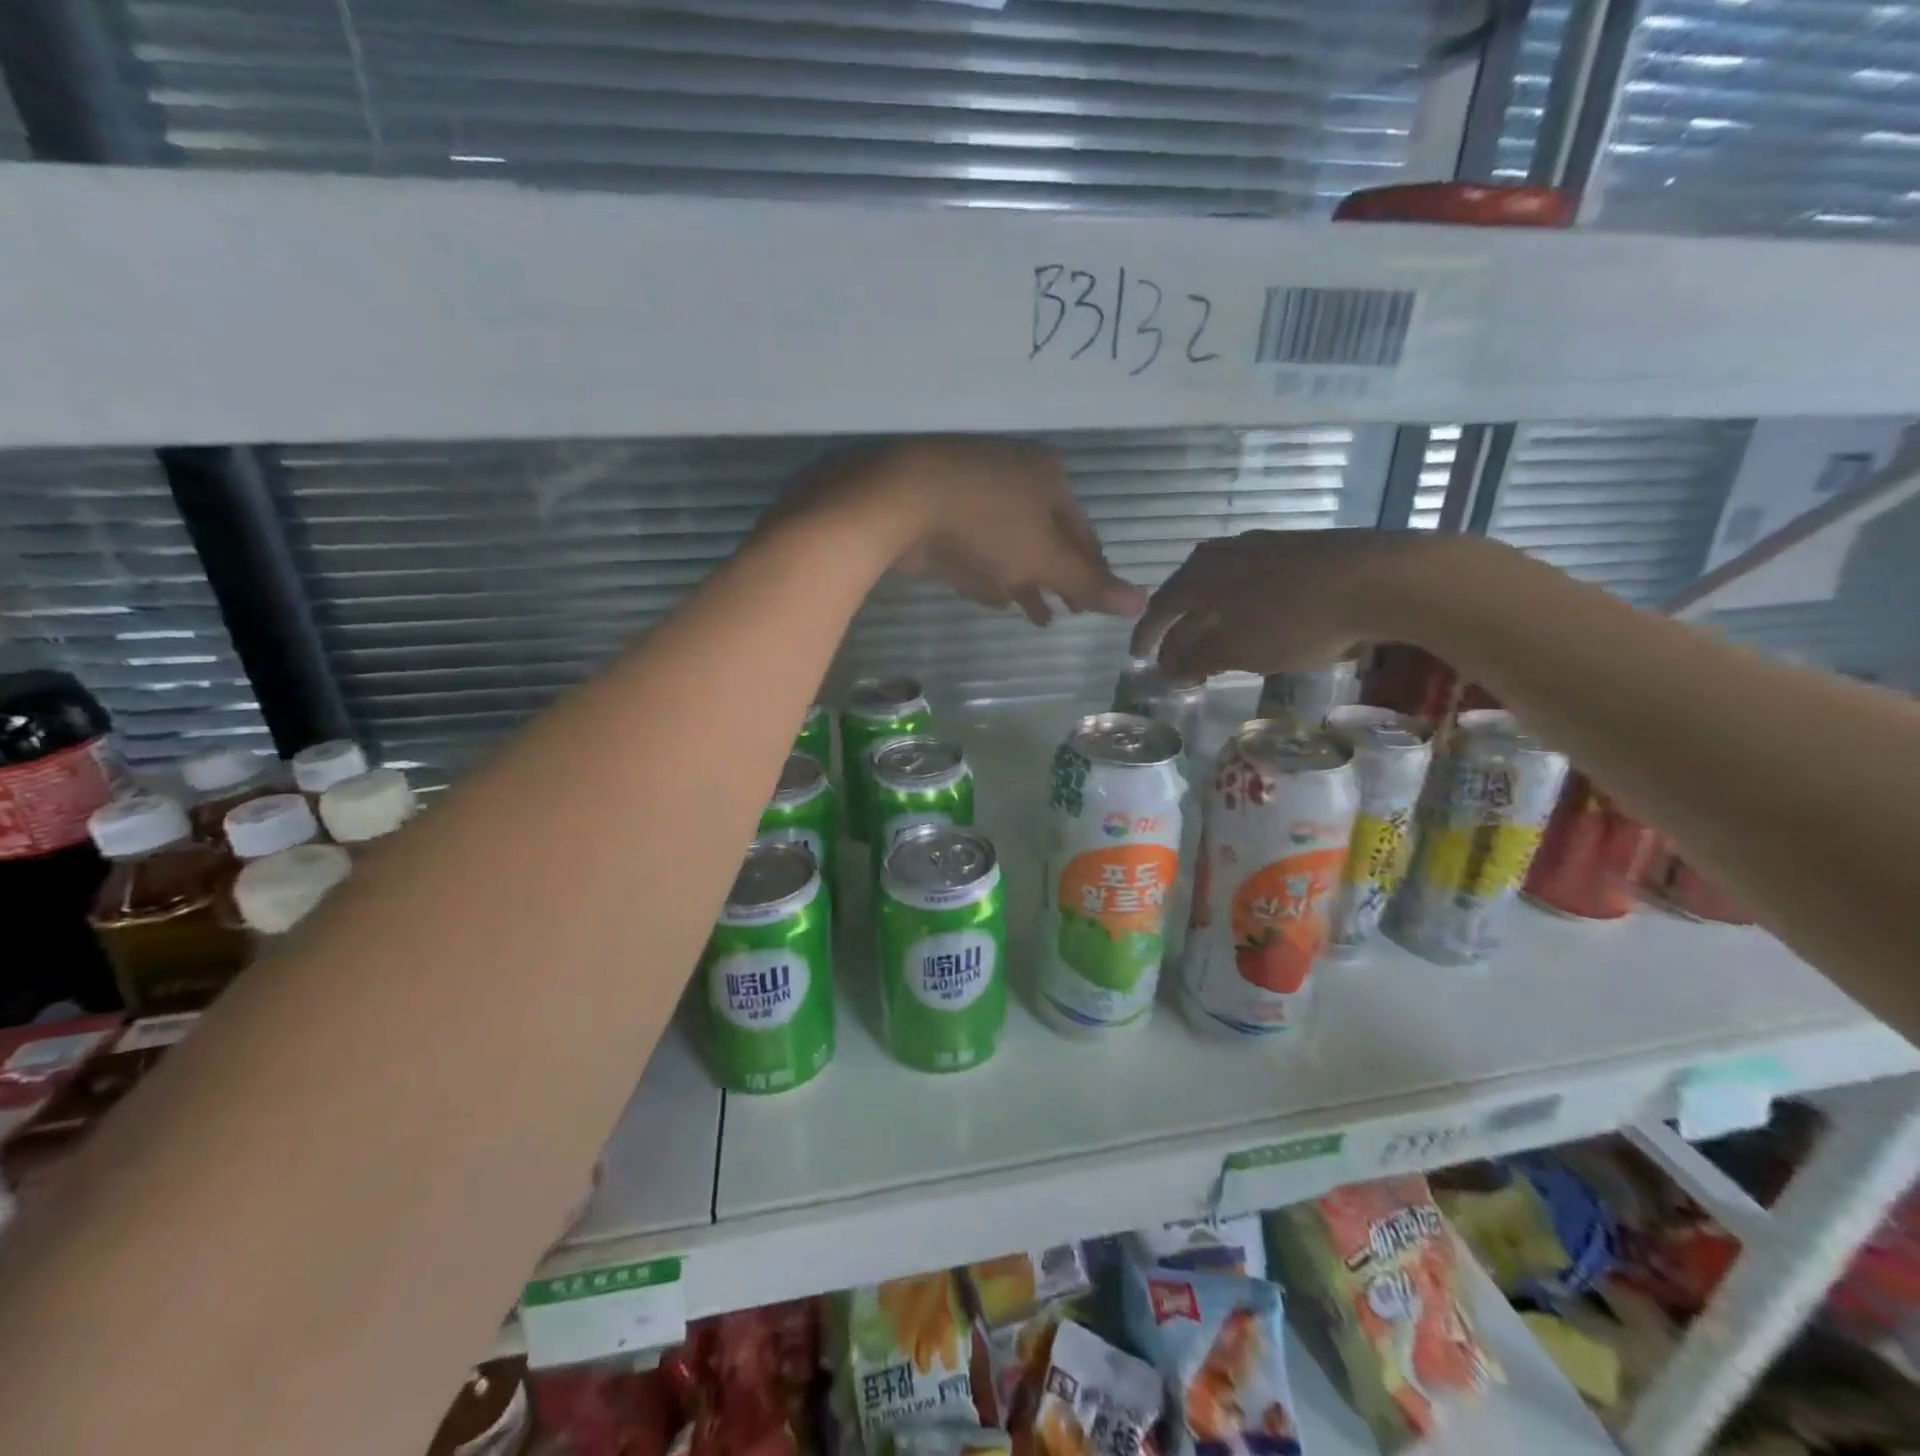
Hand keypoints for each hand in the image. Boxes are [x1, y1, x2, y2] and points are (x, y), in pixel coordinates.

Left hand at [782, 437, 1144, 624]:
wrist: (900, 502)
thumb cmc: (988, 523)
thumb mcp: (1046, 558)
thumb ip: (1090, 583)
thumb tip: (1142, 603)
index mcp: (1048, 478)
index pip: (1083, 533)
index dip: (1092, 571)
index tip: (1095, 604)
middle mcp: (1014, 480)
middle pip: (1046, 539)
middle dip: (1058, 579)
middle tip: (1070, 613)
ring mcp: (974, 496)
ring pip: (1010, 547)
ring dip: (1026, 583)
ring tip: (1040, 618)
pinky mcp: (940, 517)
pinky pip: (978, 552)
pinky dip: (991, 576)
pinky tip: (999, 601)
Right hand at [1131, 529, 1466, 677]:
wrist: (1380, 578)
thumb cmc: (1295, 619)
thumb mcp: (1238, 649)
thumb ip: (1195, 659)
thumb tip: (1164, 669)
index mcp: (1201, 575)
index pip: (1160, 607)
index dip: (1146, 636)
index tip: (1138, 658)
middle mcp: (1224, 554)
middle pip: (1188, 591)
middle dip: (1178, 625)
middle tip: (1174, 653)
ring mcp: (1263, 546)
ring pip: (1221, 584)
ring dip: (1211, 614)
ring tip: (1214, 638)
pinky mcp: (1298, 549)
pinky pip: (1251, 580)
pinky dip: (1241, 605)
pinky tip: (1257, 618)